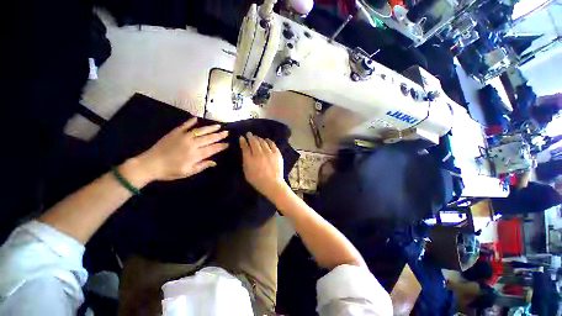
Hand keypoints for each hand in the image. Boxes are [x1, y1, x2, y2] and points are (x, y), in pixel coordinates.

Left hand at [135, 118, 228, 181]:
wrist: (149, 164)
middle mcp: (192, 144)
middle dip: (219, 136)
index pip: (212, 149)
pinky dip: (190, 121)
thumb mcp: (188, 172)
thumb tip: (214, 162)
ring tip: (218, 126)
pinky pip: (185, 125)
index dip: (221, 146)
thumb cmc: (170, 171)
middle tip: (227, 132)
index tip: (227, 144)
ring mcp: (183, 137)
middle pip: (209, 138)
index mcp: (195, 155)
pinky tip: (196, 118)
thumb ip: (202, 166)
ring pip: (200, 131)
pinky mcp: (175, 133)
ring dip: (210, 128)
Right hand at [239, 132, 286, 197]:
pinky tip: (266, 140)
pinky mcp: (277, 153)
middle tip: (249, 134)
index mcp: (250, 159)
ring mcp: (269, 153)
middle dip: (250, 136)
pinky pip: (272, 144)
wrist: (273, 184)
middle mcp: (259, 154)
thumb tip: (245, 151)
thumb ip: (245, 160)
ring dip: (259, 138)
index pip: (245, 147)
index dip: (243, 141)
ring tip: (257, 137)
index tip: (242, 137)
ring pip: (263, 141)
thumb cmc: (257, 180)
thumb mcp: (247, 172)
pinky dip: (268, 141)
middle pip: (254, 142)